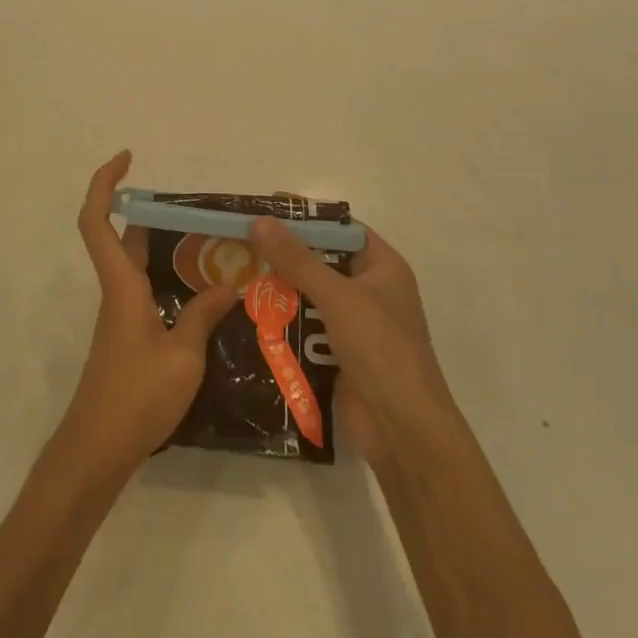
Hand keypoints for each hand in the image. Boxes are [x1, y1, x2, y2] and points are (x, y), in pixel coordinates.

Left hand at [56, 151, 240, 480]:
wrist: (97, 449)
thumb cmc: (136, 397)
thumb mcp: (183, 356)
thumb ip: (203, 316)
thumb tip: (228, 285)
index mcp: (122, 286)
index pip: (98, 222)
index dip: (105, 184)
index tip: (127, 158)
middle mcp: (117, 293)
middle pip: (125, 238)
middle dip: (154, 214)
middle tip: (198, 210)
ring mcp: (121, 316)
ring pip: (139, 266)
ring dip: (168, 249)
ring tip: (214, 247)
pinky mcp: (129, 338)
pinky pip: (148, 292)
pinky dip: (172, 282)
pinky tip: (206, 297)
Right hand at [248, 217, 458, 468]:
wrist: (402, 430)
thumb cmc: (381, 350)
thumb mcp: (338, 296)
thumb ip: (298, 259)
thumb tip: (260, 221)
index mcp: (383, 268)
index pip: (342, 229)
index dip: (308, 217)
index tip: (267, 208)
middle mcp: (370, 292)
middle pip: (322, 262)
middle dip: (285, 254)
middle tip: (241, 242)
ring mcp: (355, 327)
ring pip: (310, 297)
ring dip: (279, 290)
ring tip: (236, 276)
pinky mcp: (338, 356)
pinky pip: (305, 330)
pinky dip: (282, 323)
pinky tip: (248, 317)